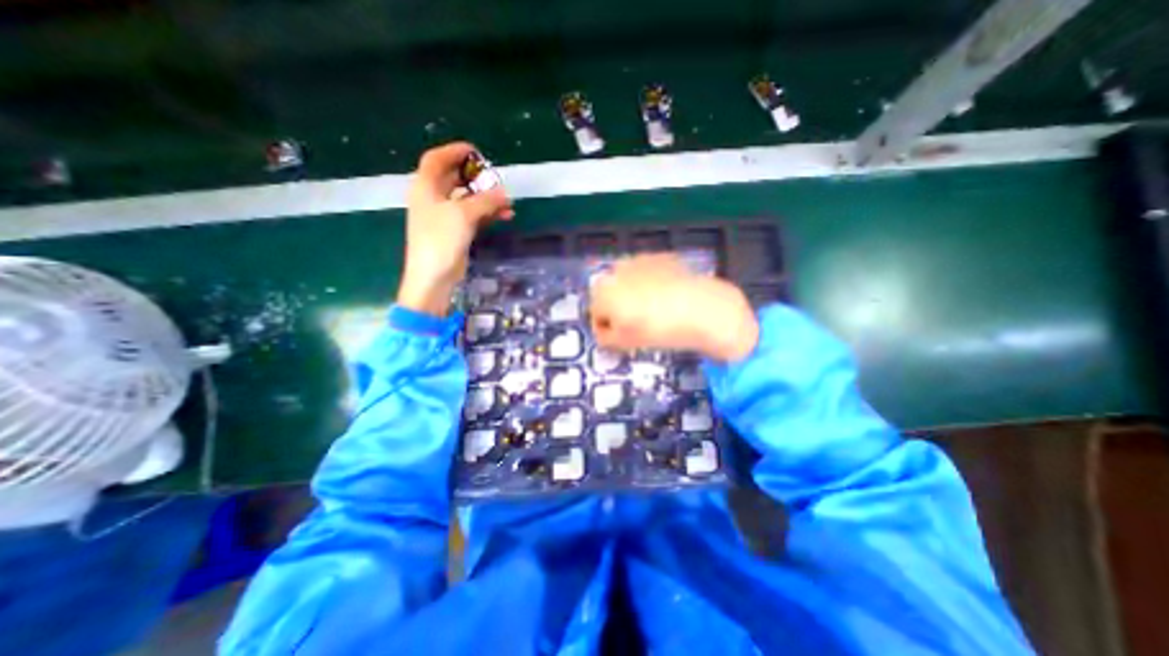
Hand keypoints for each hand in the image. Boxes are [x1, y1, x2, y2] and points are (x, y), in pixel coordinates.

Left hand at [398, 141, 512, 314]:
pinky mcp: (455, 232)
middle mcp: (433, 198)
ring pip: (467, 199)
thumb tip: (505, 193)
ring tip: (507, 201)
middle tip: (495, 178)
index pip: (436, 159)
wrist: (433, 276)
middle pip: (453, 178)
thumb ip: (486, 201)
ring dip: (486, 198)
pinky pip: (473, 216)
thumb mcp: (463, 214)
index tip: (476, 152)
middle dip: (475, 177)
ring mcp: (444, 217)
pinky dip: (487, 214)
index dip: (454, 152)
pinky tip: (505, 216)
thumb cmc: (441, 239)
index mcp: (426, 187)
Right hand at [591, 251, 762, 362]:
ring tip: (653, 310)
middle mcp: (616, 270)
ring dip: (633, 293)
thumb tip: (605, 330)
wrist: (702, 309)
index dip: (606, 328)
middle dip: (617, 308)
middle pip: (610, 294)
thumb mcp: (625, 343)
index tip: (619, 337)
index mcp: (603, 292)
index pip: (595, 313)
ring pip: (628, 281)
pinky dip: (652, 283)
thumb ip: (605, 338)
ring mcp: (639, 260)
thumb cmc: (658, 329)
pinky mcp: (661, 257)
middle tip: (635, 324)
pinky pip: (648, 273)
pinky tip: (667, 296)